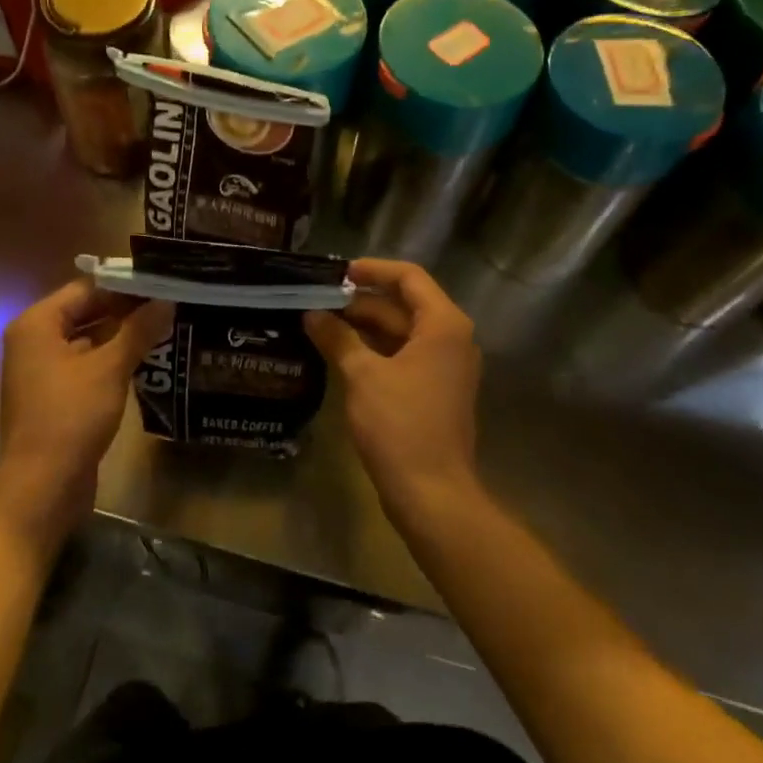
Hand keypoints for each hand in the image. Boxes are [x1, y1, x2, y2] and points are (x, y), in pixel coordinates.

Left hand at [0, 282, 172, 545]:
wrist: (43, 486)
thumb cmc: (71, 416)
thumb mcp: (109, 368)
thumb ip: (138, 330)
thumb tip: (167, 302)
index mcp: (37, 324)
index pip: (86, 288)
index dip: (125, 285)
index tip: (163, 282)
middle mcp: (35, 341)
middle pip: (86, 312)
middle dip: (127, 310)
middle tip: (171, 304)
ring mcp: (43, 371)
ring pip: (89, 340)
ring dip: (123, 335)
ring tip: (167, 327)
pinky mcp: (56, 397)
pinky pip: (87, 366)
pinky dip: (113, 360)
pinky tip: (148, 360)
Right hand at [305, 259, 481, 522]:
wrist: (432, 492)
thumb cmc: (400, 425)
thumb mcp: (363, 375)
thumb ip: (338, 338)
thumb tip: (312, 314)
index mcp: (442, 325)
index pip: (409, 277)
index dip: (373, 270)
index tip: (337, 273)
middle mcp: (450, 339)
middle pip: (403, 305)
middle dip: (360, 302)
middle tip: (317, 302)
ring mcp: (444, 366)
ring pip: (401, 332)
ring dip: (364, 327)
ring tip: (320, 324)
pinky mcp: (434, 390)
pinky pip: (403, 356)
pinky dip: (374, 350)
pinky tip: (339, 353)